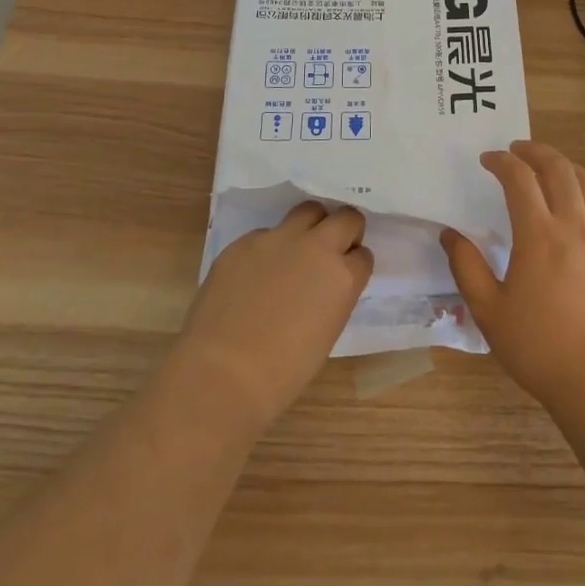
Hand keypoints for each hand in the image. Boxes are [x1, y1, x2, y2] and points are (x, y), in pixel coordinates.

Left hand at [173, 202, 372, 435]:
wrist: (221, 374)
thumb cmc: (282, 372)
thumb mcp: (326, 333)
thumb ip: (333, 298)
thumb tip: (324, 286)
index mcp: (343, 277)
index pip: (363, 255)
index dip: (354, 264)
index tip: (345, 274)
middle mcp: (317, 247)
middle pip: (346, 217)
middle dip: (344, 230)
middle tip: (331, 251)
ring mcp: (279, 239)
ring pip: (308, 211)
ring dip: (310, 226)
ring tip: (296, 251)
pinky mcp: (245, 242)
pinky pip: (266, 234)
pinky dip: (268, 248)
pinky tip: (254, 275)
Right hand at [441, 140, 584, 407]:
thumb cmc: (539, 347)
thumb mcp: (488, 311)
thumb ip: (466, 267)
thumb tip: (449, 234)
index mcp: (538, 234)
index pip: (519, 179)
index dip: (502, 162)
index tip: (488, 159)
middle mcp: (574, 225)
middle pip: (558, 170)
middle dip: (536, 152)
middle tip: (518, 150)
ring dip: (568, 167)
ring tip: (552, 167)